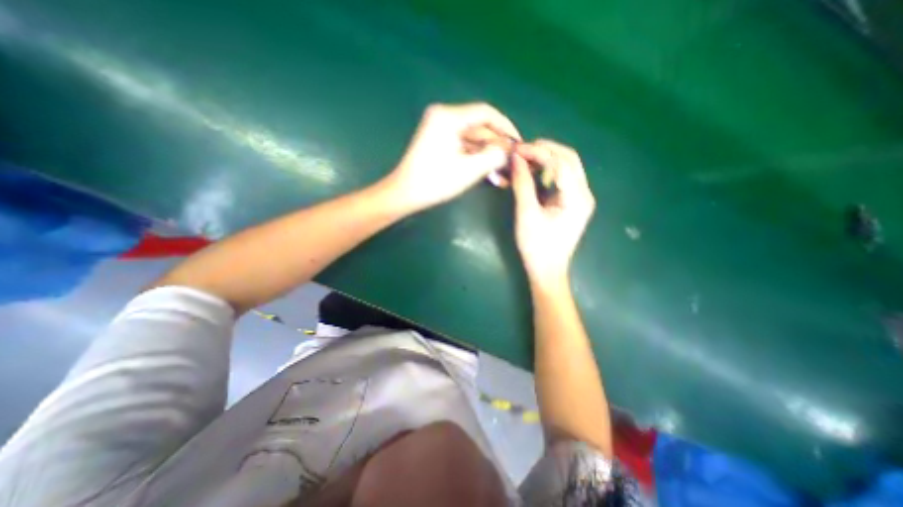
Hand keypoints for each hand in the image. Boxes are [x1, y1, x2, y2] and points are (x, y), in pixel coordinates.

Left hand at [379, 101, 522, 211]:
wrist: (405, 194)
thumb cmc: (435, 182)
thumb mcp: (469, 170)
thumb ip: (493, 156)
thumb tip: (508, 149)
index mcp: (448, 117)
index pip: (486, 113)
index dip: (506, 127)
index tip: (519, 142)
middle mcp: (444, 117)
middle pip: (479, 127)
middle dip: (496, 145)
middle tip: (512, 161)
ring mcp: (440, 130)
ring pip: (472, 139)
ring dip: (487, 154)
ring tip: (503, 171)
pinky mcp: (439, 142)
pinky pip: (463, 146)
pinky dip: (475, 157)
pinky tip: (488, 171)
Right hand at [511, 139, 598, 285]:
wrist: (547, 271)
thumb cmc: (537, 246)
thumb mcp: (526, 214)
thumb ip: (522, 184)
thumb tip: (516, 157)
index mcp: (577, 197)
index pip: (562, 162)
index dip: (539, 151)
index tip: (517, 149)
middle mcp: (584, 193)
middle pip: (568, 159)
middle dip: (544, 151)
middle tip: (520, 151)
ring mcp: (579, 198)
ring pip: (565, 167)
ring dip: (544, 160)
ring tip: (522, 160)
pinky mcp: (570, 203)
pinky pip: (560, 179)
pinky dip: (545, 172)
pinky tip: (530, 173)